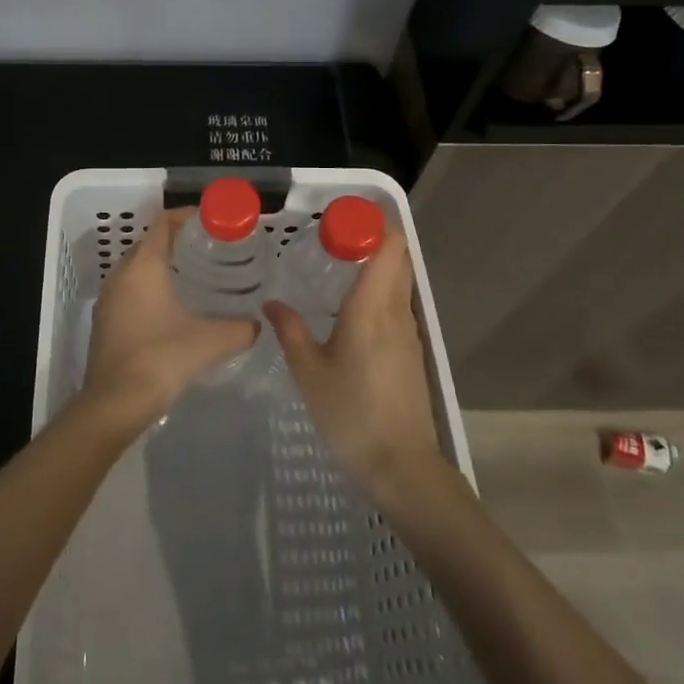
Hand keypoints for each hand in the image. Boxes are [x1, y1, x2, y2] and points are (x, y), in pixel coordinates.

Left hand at [79, 209, 258, 431]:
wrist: (114, 403)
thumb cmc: (160, 360)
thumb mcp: (209, 342)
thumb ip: (240, 329)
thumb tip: (259, 325)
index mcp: (142, 267)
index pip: (162, 223)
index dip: (187, 216)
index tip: (212, 221)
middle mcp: (120, 275)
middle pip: (149, 243)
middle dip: (177, 240)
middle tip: (210, 248)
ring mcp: (108, 299)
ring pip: (137, 268)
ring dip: (162, 265)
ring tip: (196, 275)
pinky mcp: (105, 321)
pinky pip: (130, 290)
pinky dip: (151, 287)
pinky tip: (173, 308)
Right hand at [263, 230, 443, 502]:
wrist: (400, 464)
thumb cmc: (350, 412)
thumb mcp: (308, 371)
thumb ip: (290, 331)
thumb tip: (271, 303)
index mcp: (372, 307)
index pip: (390, 246)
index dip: (374, 224)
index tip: (342, 220)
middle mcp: (397, 311)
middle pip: (398, 258)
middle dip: (373, 240)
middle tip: (334, 240)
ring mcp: (410, 332)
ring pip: (400, 282)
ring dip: (377, 266)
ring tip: (338, 268)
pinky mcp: (412, 352)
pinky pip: (399, 305)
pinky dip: (380, 293)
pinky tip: (351, 310)